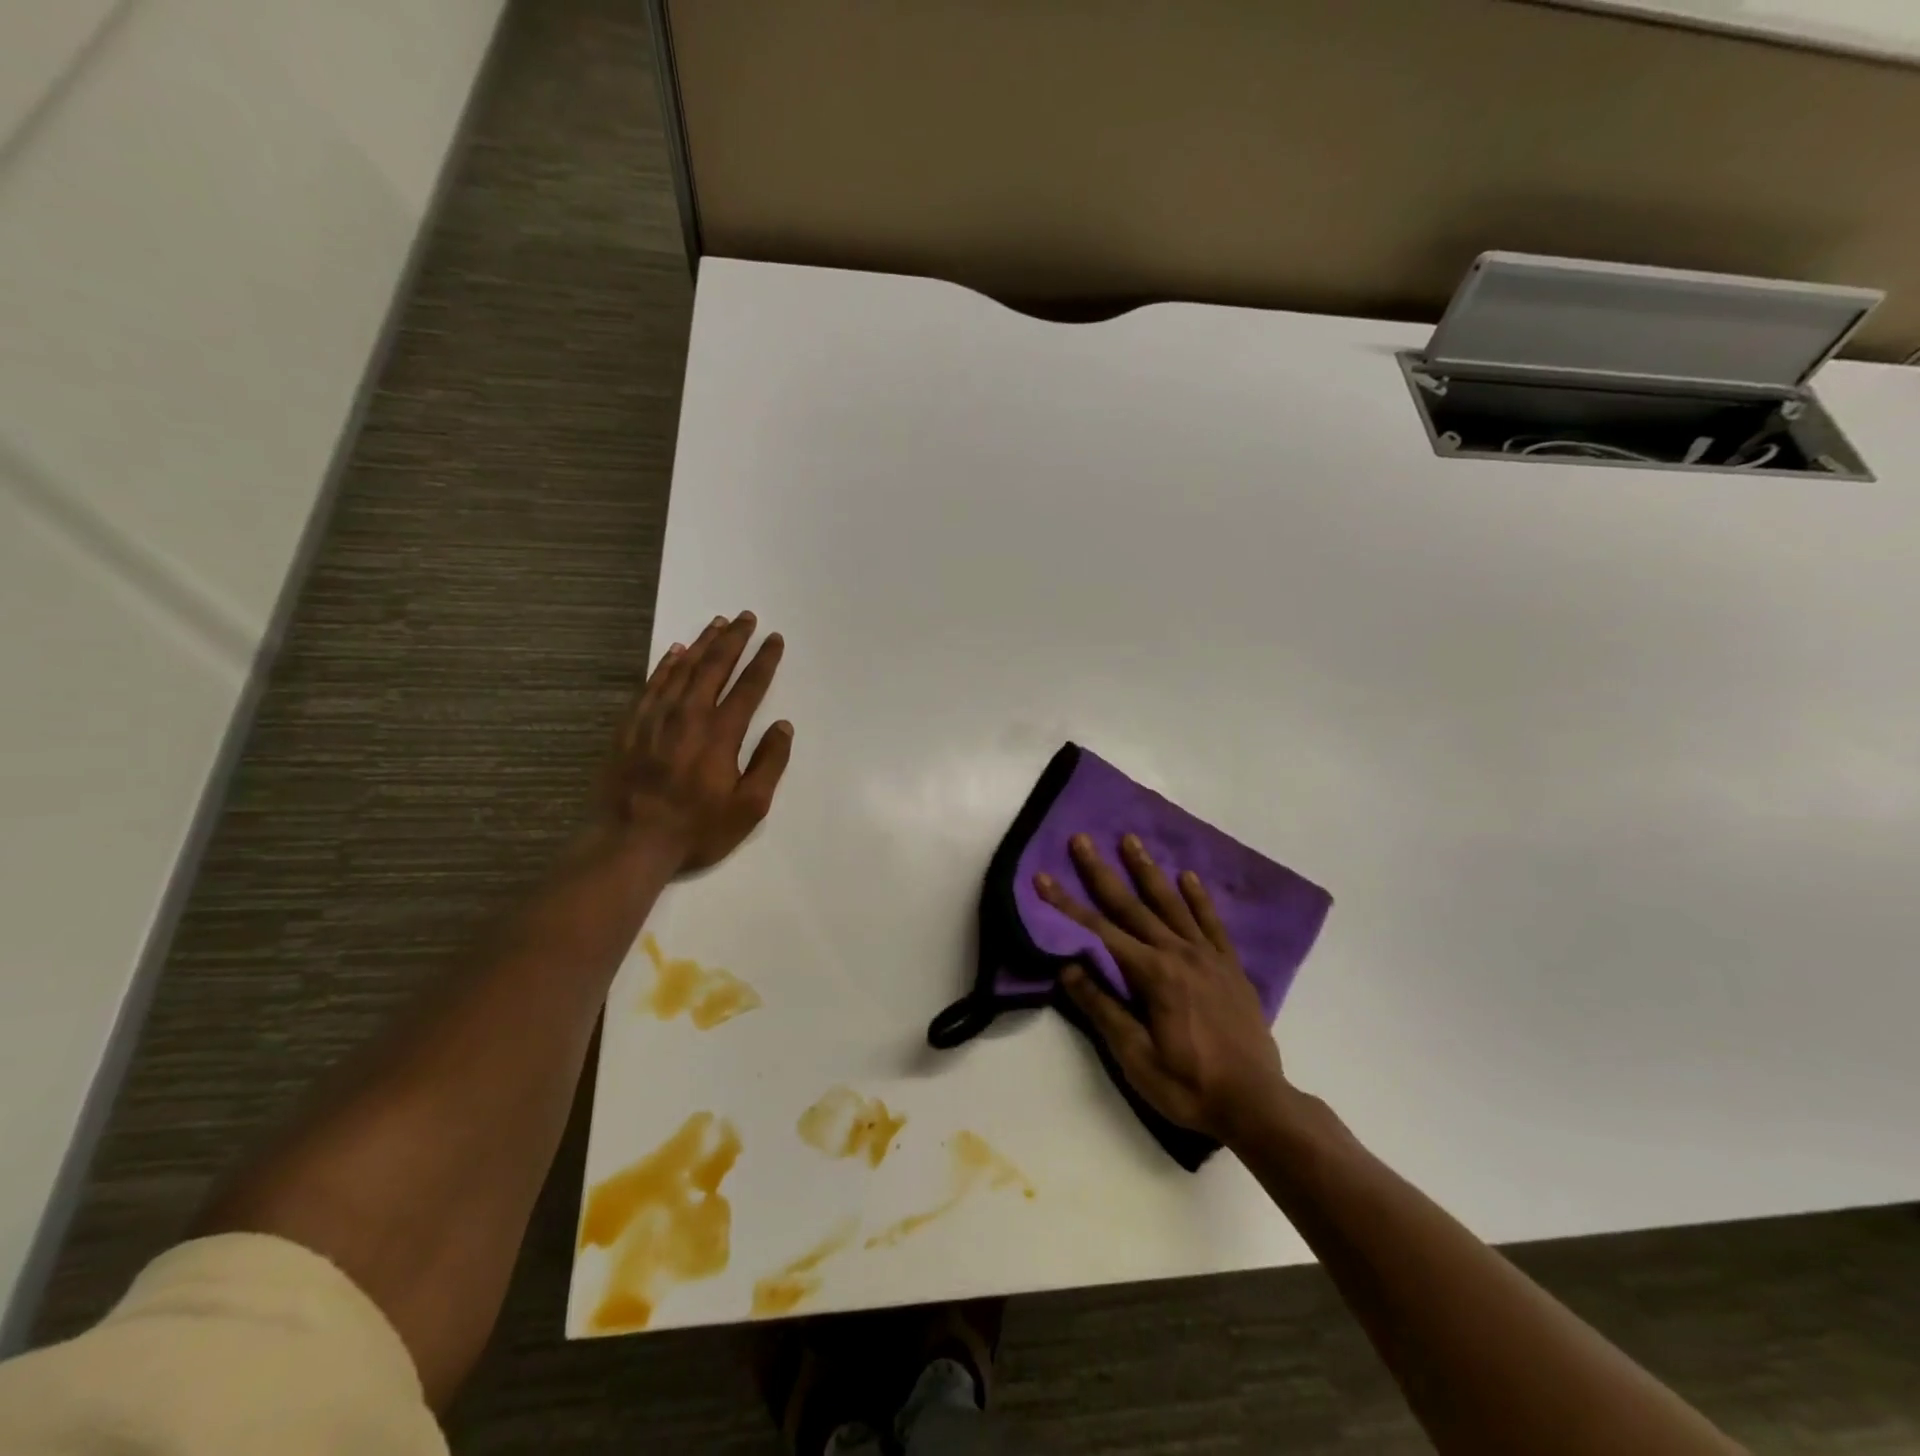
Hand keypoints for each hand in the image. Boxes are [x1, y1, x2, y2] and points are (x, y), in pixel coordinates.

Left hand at [601, 611, 792, 874]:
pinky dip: (666, 665)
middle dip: (733, 638)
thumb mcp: (749, 806)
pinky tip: (675, 653)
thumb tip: (783, 726)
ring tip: (717, 623)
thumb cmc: (696, 828)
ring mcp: (655, 717)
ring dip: (702, 643)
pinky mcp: (630, 725)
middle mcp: (688, 714)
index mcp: (720, 733)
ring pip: (682, 668)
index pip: (749, 686)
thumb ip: (770, 763)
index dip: (764, 660)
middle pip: (714, 666)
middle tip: (746, 617)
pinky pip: (652, 684)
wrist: (629, 841)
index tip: (774, 639)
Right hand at [1038, 833, 1290, 1145]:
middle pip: (1131, 906)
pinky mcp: (1231, 967)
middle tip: (1082, 840)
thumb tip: (1067, 967)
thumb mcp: (1136, 1057)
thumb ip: (1103, 1008)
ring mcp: (1208, 957)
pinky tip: (1188, 877)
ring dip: (1147, 871)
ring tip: (1130, 840)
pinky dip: (1198, 898)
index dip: (1066, 904)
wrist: (1257, 1104)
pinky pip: (1211, 923)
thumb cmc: (1189, 1085)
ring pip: (1171, 904)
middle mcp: (1178, 953)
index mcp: (1152, 974)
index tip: (1042, 877)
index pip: (1098, 931)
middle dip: (1101, 872)